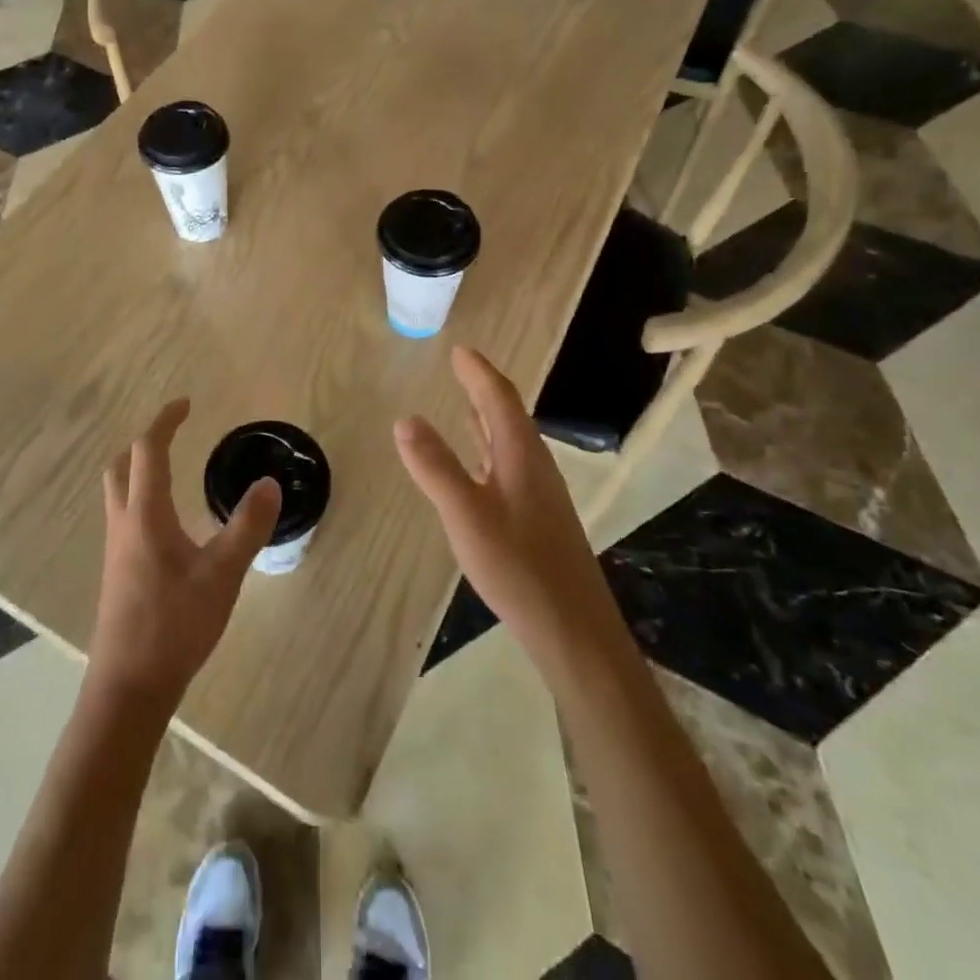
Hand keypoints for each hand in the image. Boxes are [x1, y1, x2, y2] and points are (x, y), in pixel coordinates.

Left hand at [87, 398, 281, 712]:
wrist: (128, 688)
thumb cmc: (174, 625)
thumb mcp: (222, 575)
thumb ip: (247, 527)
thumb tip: (269, 484)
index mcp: (145, 514)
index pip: (148, 451)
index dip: (165, 422)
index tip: (186, 404)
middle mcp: (124, 524)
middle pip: (121, 466)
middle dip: (145, 443)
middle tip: (174, 435)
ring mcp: (116, 550)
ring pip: (119, 493)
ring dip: (140, 470)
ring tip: (173, 470)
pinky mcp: (118, 573)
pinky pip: (125, 517)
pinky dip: (142, 499)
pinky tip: (170, 525)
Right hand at [395, 346, 614, 660]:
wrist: (573, 629)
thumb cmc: (518, 567)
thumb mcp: (466, 514)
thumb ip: (435, 466)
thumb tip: (406, 418)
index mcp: (520, 455)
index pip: (499, 399)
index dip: (478, 372)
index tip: (460, 350)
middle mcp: (535, 466)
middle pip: (509, 415)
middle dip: (484, 388)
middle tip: (461, 368)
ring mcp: (540, 494)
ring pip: (511, 442)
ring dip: (489, 418)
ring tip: (466, 404)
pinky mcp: (539, 518)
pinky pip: (510, 465)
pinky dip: (490, 449)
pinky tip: (478, 467)